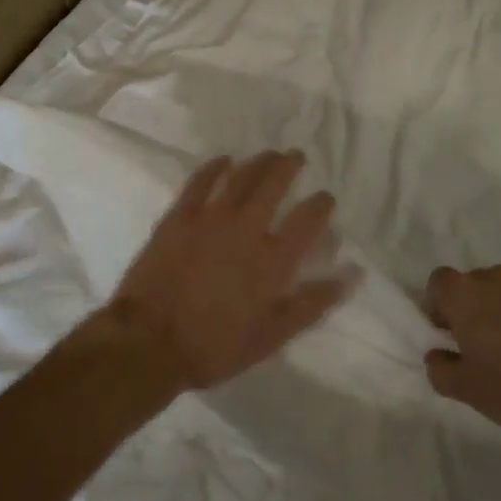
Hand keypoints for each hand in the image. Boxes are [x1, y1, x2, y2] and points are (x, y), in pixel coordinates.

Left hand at [102, 151, 354, 389]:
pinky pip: (201, 181)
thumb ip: (311, 303)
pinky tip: (224, 160)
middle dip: (289, 166)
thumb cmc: (214, 346)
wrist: (149, 341)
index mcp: (272, 260)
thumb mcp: (271, 336)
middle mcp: (246, 229)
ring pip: (240, 176)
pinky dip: (215, 167)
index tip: (326, 198)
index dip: (321, 204)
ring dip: (258, 162)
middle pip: (273, 185)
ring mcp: (210, 218)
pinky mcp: (180, 216)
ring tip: (269, 154)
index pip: (307, 220)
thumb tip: (351, 276)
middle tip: (296, 156)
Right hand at [422, 266, 500, 443]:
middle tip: (493, 342)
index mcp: (465, 295)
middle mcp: (497, 276)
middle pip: (479, 283)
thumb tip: (438, 353)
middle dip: (480, 306)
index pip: (441, 282)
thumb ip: (439, 366)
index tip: (452, 331)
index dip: (442, 304)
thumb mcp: (465, 390)